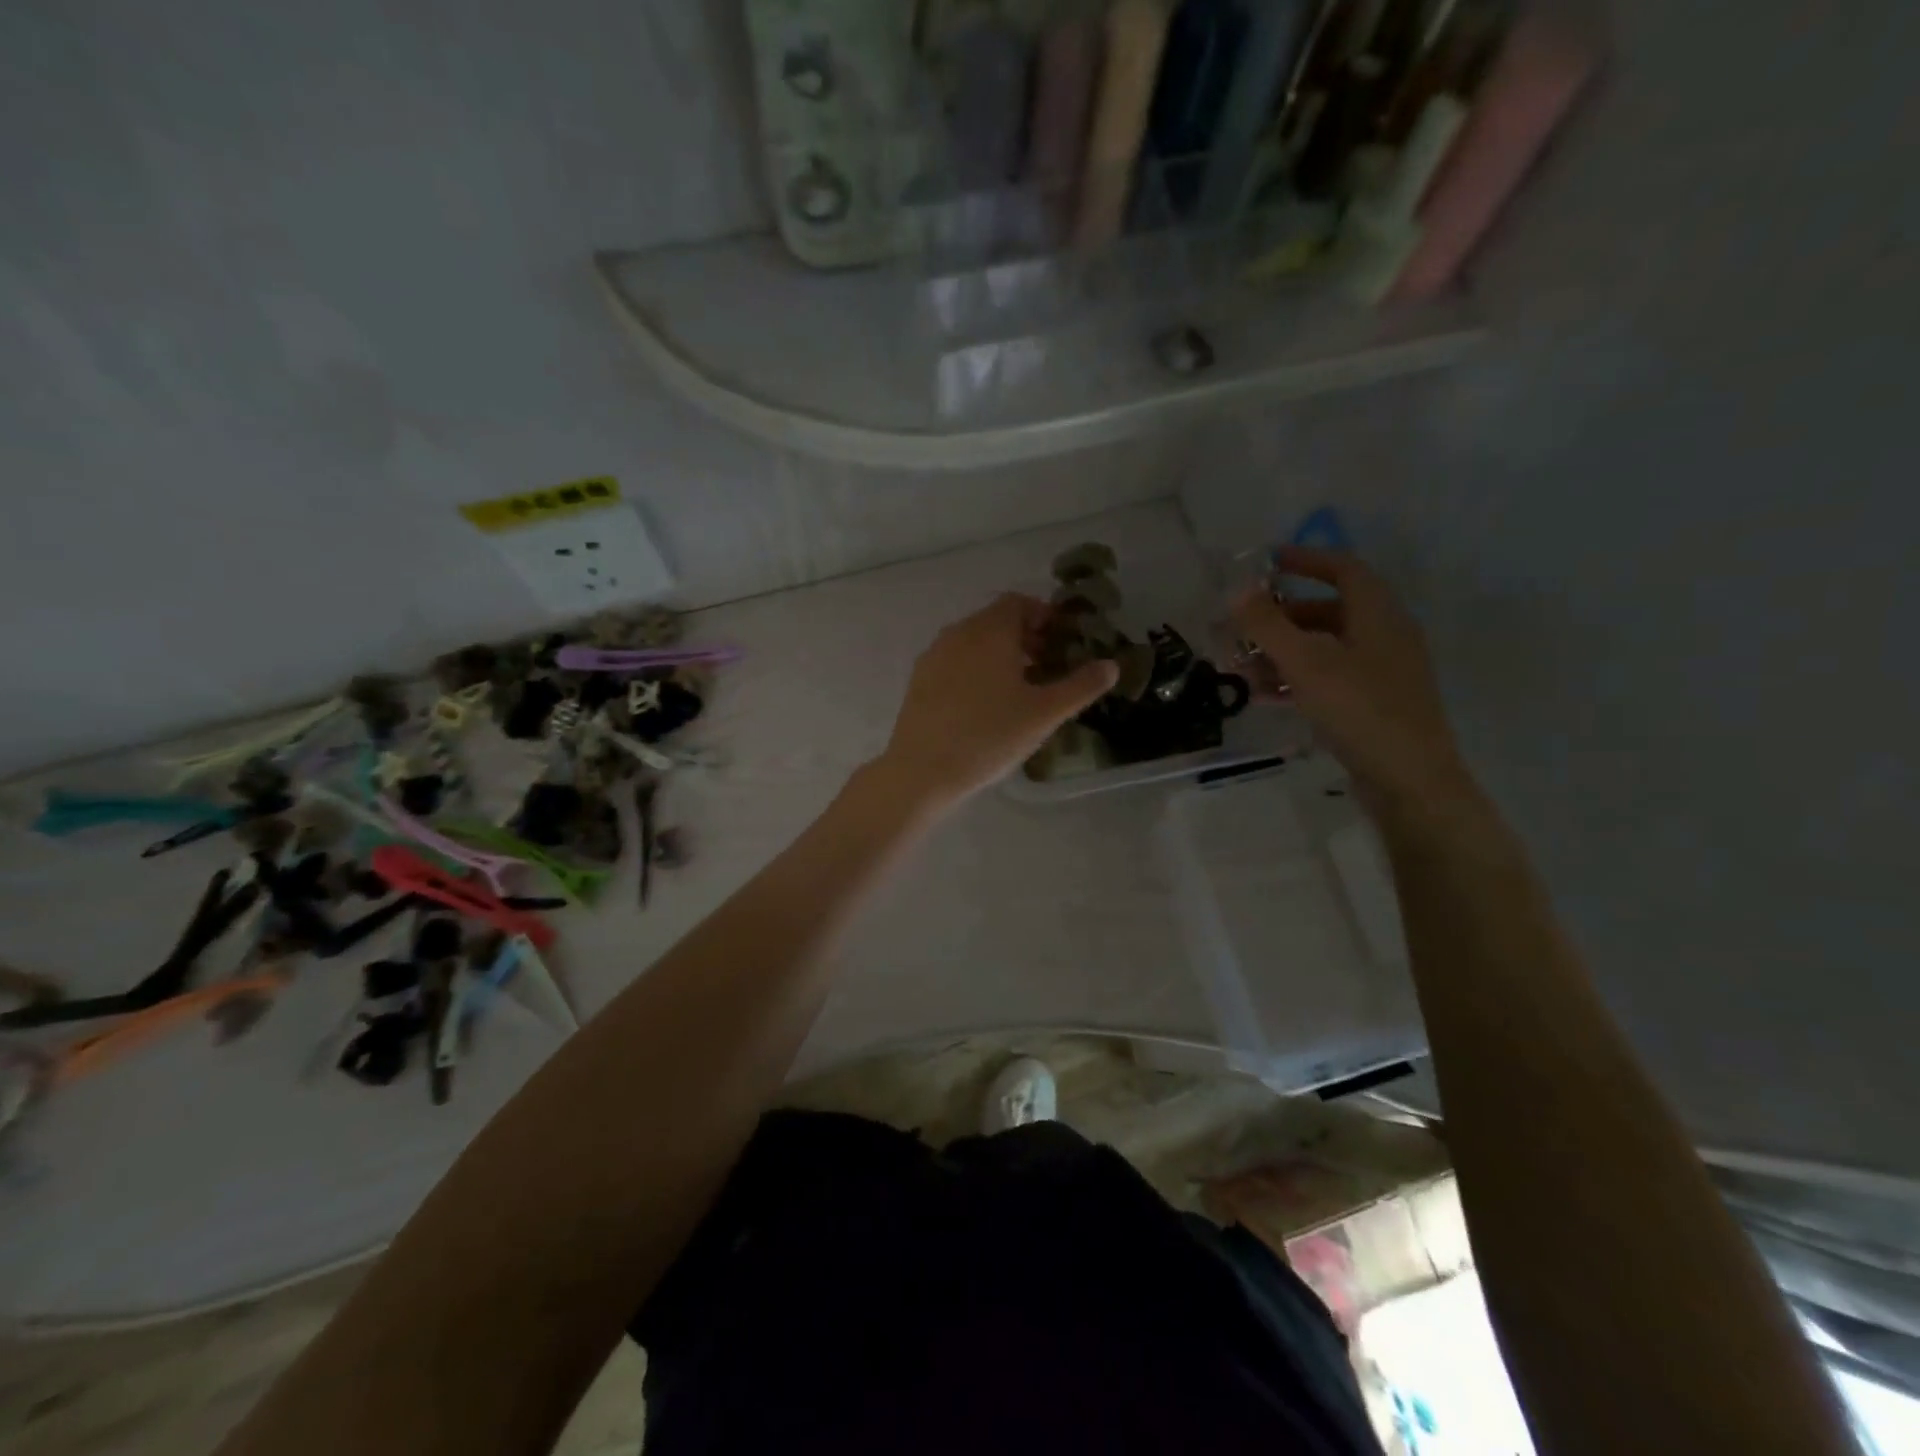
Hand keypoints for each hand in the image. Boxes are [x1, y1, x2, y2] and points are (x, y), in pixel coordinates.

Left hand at [877, 594, 1117, 811]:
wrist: (922, 770)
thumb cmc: (989, 736)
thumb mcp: (1044, 713)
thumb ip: (1081, 686)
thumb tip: (1111, 665)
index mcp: (990, 630)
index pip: (1019, 603)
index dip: (1044, 617)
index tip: (1062, 643)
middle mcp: (959, 632)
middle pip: (996, 620)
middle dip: (1026, 637)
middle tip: (1048, 668)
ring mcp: (934, 655)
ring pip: (974, 641)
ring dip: (1000, 654)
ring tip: (1020, 689)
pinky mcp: (919, 679)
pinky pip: (955, 660)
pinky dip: (976, 668)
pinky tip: (985, 704)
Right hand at [1232, 547, 1479, 822]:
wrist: (1409, 779)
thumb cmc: (1359, 709)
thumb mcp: (1306, 662)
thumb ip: (1268, 625)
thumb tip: (1236, 589)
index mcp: (1378, 614)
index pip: (1343, 569)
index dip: (1306, 560)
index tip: (1267, 562)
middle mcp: (1384, 636)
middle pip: (1327, 612)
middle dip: (1280, 617)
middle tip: (1241, 627)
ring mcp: (1381, 673)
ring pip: (1324, 649)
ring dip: (1282, 653)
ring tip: (1241, 668)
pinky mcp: (1373, 704)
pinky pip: (1328, 679)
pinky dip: (1296, 679)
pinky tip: (1265, 695)